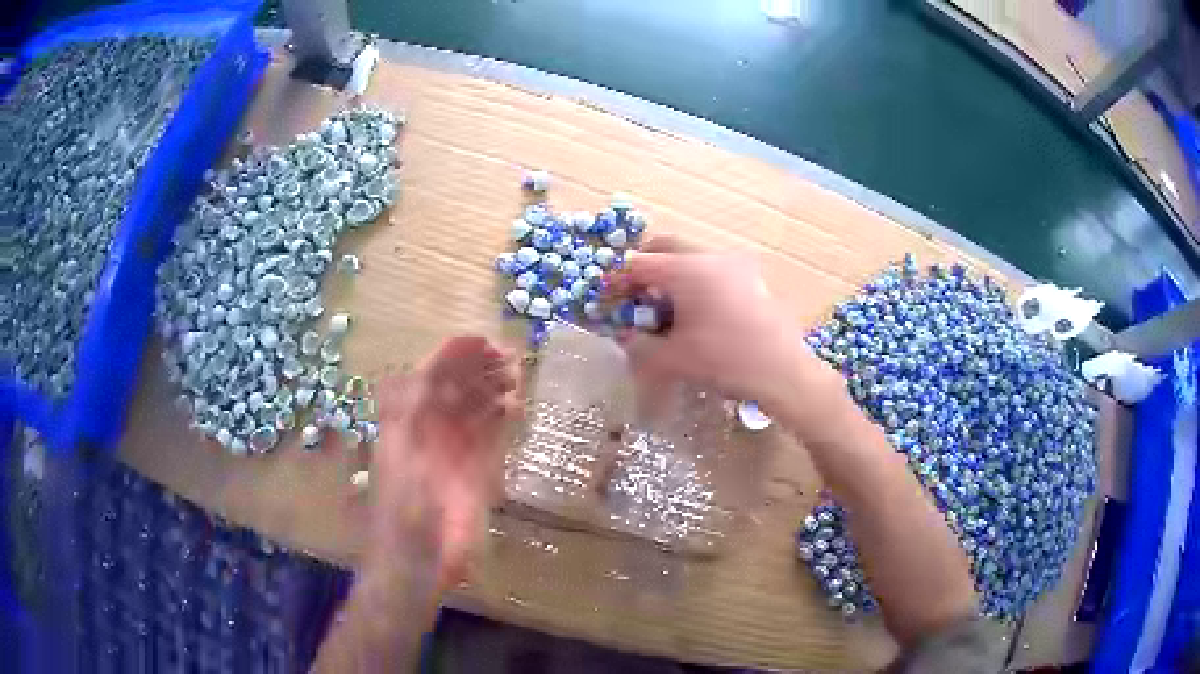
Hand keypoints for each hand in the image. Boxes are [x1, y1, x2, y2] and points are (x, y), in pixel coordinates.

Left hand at [369, 337, 520, 587]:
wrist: (417, 562)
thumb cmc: (401, 512)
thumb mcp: (398, 459)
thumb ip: (407, 416)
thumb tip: (421, 374)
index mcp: (407, 424)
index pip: (430, 379)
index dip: (452, 357)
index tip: (482, 341)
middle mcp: (431, 432)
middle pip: (455, 391)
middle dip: (479, 369)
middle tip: (509, 354)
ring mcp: (454, 453)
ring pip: (475, 410)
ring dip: (493, 389)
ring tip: (517, 373)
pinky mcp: (476, 474)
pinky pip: (491, 438)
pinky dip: (502, 418)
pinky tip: (516, 405)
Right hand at [605, 236, 839, 411]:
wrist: (782, 371)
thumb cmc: (724, 361)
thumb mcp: (673, 358)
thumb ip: (639, 345)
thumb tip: (624, 336)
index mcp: (686, 269)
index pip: (639, 264)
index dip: (618, 281)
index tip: (607, 300)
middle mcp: (710, 256)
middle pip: (666, 248)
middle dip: (645, 268)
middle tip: (634, 295)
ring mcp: (736, 264)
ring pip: (692, 256)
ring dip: (672, 273)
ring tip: (666, 306)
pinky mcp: (753, 277)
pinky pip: (714, 268)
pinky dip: (696, 280)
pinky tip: (699, 312)